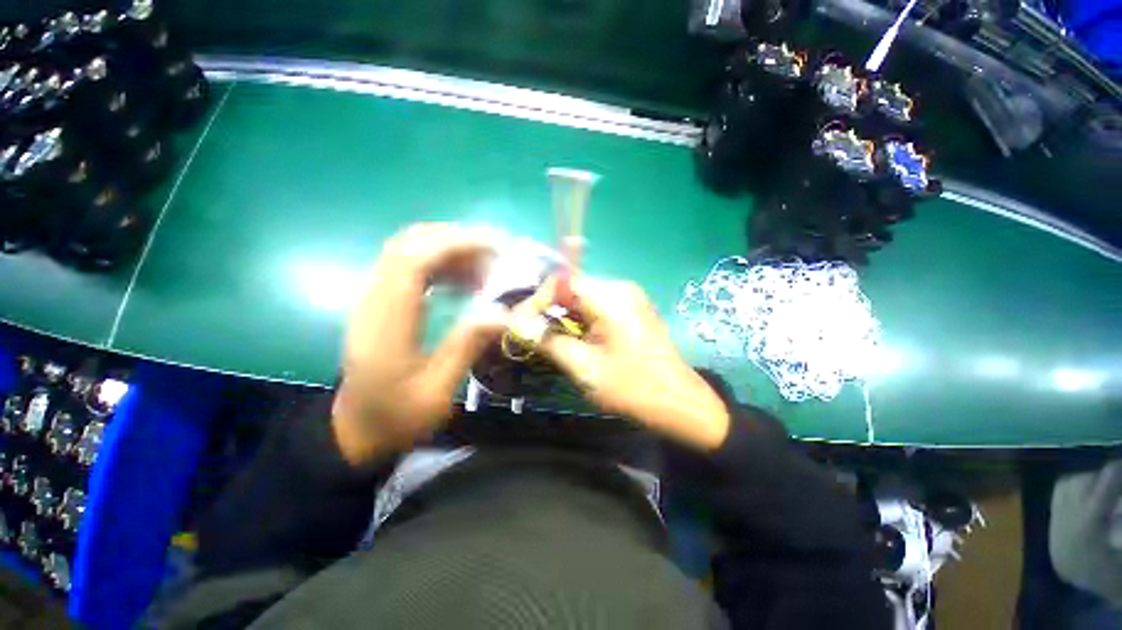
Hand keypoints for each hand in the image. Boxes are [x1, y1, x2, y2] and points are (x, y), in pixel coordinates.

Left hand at [332, 224, 507, 464]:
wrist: (355, 428)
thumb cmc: (396, 417)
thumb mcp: (436, 393)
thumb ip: (465, 348)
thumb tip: (503, 313)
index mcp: (386, 325)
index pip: (411, 262)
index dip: (453, 245)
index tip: (493, 248)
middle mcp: (373, 301)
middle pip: (407, 245)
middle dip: (455, 239)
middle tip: (496, 254)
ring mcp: (373, 298)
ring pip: (408, 250)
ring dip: (450, 248)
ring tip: (486, 267)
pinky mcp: (381, 301)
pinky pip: (409, 265)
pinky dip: (441, 262)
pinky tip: (466, 279)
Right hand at [533, 276, 730, 450]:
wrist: (680, 403)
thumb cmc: (632, 387)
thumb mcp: (584, 366)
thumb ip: (547, 341)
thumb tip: (516, 325)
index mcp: (611, 296)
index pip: (561, 282)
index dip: (536, 301)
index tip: (520, 325)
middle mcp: (620, 288)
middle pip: (571, 289)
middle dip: (548, 311)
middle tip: (531, 335)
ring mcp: (628, 298)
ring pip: (582, 299)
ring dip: (563, 318)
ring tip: (547, 340)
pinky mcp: (631, 310)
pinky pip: (596, 308)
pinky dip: (579, 322)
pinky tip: (573, 340)